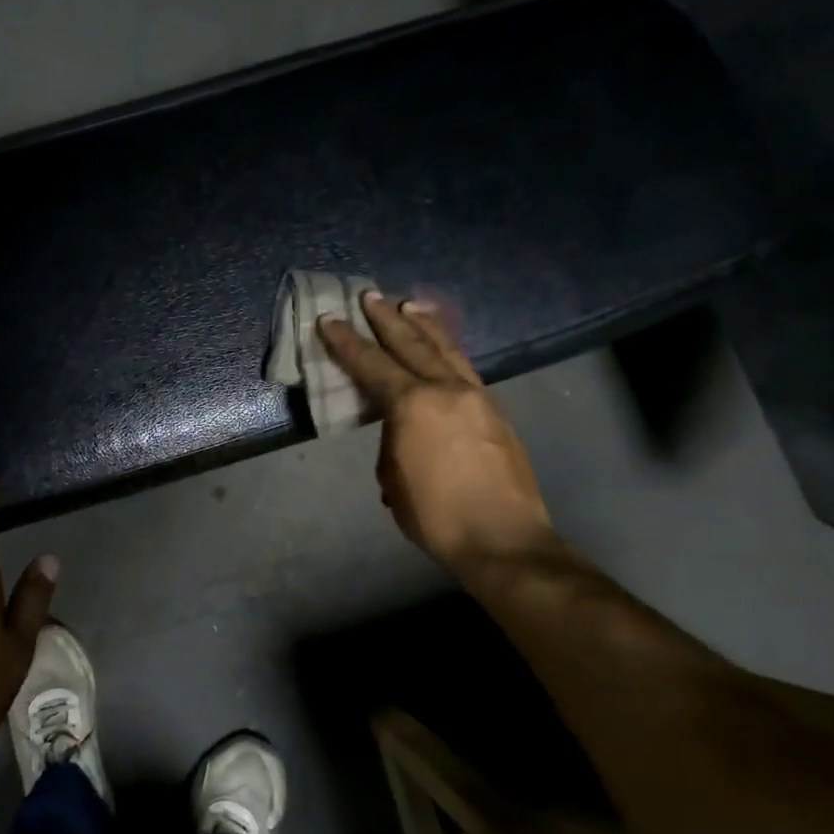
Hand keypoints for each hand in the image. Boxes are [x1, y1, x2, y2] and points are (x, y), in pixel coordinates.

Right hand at [318, 293, 556, 580]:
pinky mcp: (495, 411)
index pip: (372, 364)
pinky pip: (465, 368)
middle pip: (412, 344)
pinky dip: (448, 349)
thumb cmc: (435, 514)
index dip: (346, 342)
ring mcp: (477, 397)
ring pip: (446, 350)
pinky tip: (443, 347)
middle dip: (387, 319)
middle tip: (370, 296)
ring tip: (410, 305)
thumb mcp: (393, 479)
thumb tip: (401, 432)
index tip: (329, 318)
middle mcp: (446, 390)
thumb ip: (392, 442)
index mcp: (413, 405)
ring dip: (424, 326)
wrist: (503, 538)